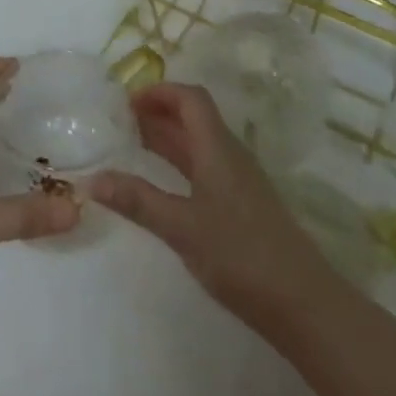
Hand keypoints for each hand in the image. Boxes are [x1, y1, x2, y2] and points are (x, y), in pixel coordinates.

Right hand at [90, 83, 330, 334]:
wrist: (304, 304)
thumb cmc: (241, 255)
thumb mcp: (182, 227)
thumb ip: (138, 200)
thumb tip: (91, 178)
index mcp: (217, 148)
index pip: (190, 98)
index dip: (159, 91)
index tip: (125, 101)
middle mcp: (229, 155)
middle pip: (193, 118)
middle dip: (157, 112)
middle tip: (118, 121)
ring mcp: (239, 181)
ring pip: (198, 144)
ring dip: (167, 138)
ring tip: (131, 146)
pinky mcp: (243, 206)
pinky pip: (205, 168)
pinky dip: (179, 164)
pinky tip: (162, 185)